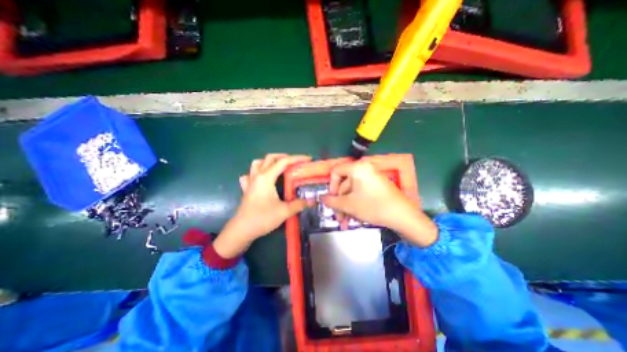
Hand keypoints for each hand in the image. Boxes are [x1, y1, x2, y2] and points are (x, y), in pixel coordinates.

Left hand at [214, 154, 311, 257]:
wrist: (242, 230)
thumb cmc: (262, 218)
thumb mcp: (284, 211)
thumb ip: (299, 204)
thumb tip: (311, 201)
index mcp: (266, 177)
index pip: (283, 162)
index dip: (297, 158)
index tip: (308, 159)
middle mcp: (257, 175)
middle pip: (270, 158)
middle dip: (284, 157)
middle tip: (295, 162)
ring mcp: (250, 181)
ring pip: (258, 163)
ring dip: (269, 161)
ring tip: (279, 167)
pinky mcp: (246, 189)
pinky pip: (250, 175)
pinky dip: (256, 172)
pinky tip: (261, 178)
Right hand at [321, 159, 436, 244]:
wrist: (403, 216)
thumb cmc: (373, 206)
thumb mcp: (349, 205)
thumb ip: (332, 201)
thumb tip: (322, 199)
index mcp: (357, 168)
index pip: (335, 171)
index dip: (330, 186)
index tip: (331, 200)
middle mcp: (364, 169)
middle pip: (344, 184)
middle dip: (340, 203)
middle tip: (339, 218)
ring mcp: (372, 178)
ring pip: (352, 191)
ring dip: (347, 206)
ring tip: (347, 222)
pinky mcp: (377, 186)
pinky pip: (361, 193)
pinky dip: (356, 204)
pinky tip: (357, 218)